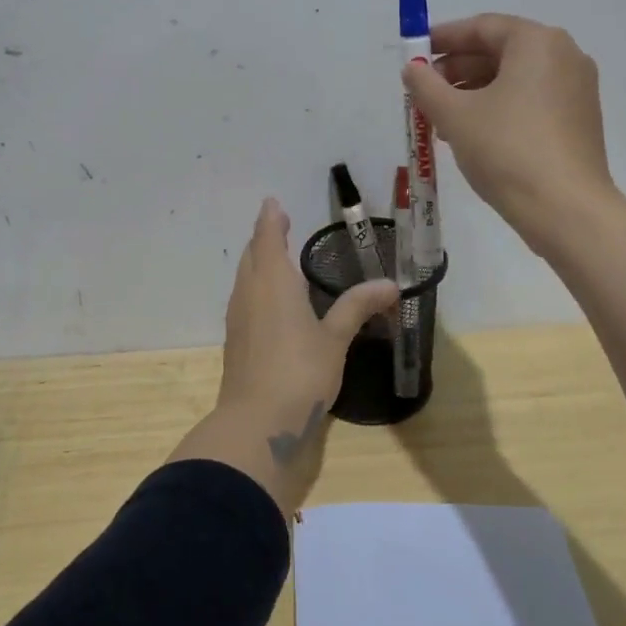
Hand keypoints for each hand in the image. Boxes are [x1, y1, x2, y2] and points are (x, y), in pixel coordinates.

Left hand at [167, 198, 398, 515]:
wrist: (257, 422)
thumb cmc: (300, 371)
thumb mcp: (335, 338)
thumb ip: (357, 307)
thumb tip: (390, 284)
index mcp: (273, 281)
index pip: (267, 238)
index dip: (271, 220)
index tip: (273, 204)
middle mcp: (250, 292)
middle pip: (251, 255)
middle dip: (263, 238)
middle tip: (277, 226)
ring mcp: (238, 317)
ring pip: (244, 278)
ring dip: (256, 262)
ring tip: (274, 259)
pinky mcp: (235, 341)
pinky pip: (244, 299)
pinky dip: (255, 287)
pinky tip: (268, 302)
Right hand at [403, 13, 614, 247]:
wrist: (565, 208)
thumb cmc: (506, 150)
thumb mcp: (454, 115)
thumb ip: (426, 86)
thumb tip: (412, 70)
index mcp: (537, 42)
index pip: (482, 27)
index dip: (443, 39)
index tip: (415, 54)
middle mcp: (564, 56)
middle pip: (500, 51)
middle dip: (458, 69)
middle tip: (425, 91)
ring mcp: (577, 88)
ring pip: (515, 78)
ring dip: (475, 91)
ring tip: (442, 117)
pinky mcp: (579, 119)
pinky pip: (531, 99)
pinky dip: (500, 106)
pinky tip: (474, 133)